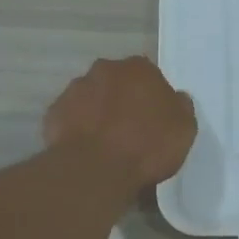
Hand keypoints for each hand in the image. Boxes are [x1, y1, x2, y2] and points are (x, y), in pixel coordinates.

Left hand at [44, 56, 196, 190]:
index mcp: (139, 68)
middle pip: (116, 82)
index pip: (148, 75)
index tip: (155, 118)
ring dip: (98, 112)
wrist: (96, 169)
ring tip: (106, 144)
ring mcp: (75, 89)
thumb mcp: (184, 129)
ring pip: (91, 97)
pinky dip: (78, 129)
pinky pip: (71, 118)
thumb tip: (176, 98)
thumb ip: (180, 107)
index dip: (152, 96)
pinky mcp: (54, 113)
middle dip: (122, 99)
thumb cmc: (147, 145)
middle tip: (130, 129)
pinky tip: (86, 150)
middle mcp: (105, 70)